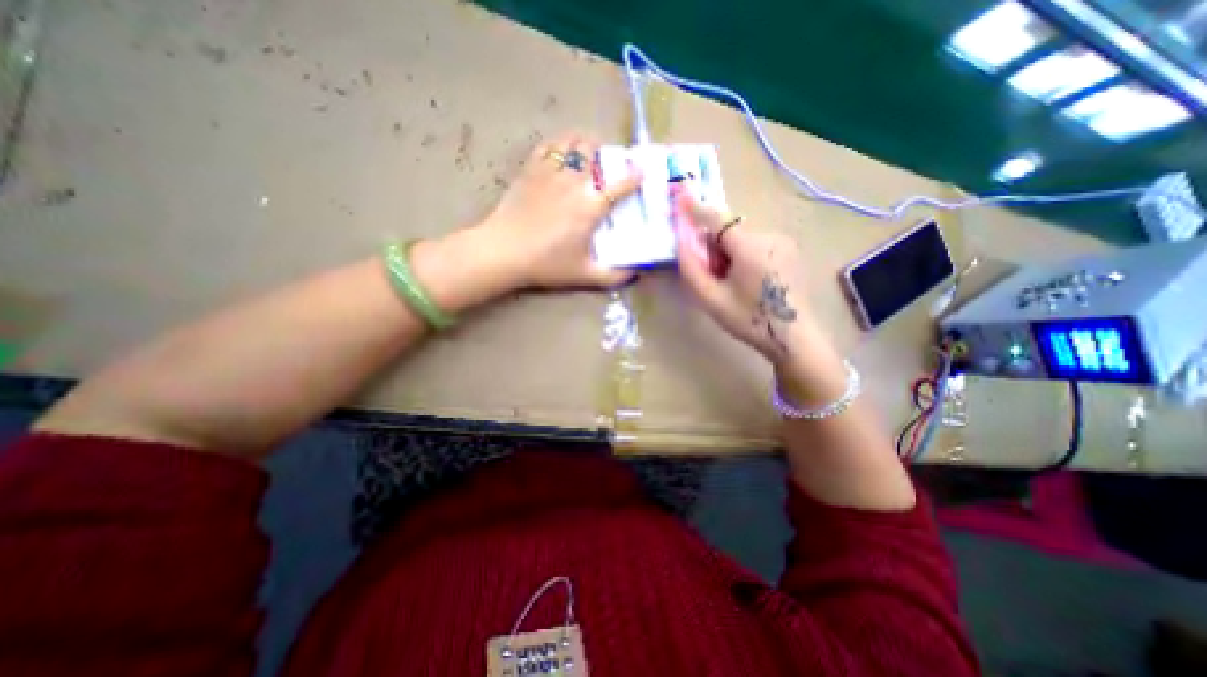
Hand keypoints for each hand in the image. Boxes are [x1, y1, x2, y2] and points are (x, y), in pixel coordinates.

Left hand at [473, 131, 639, 289]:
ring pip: (569, 142)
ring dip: (581, 142)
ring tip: (585, 149)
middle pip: (592, 150)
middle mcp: (573, 183)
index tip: (641, 172)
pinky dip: (557, 144)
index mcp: (590, 207)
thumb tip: (634, 274)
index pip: (620, 184)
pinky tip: (559, 152)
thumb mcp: (584, 275)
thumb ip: (612, 276)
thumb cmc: (546, 264)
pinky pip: (546, 146)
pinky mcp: (529, 171)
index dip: (634, 176)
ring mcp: (549, 173)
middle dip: (603, 150)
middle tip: (606, 159)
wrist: (504, 252)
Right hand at [675, 188, 814, 361]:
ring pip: (743, 238)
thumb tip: (681, 240)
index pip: (716, 219)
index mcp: (750, 247)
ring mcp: (784, 242)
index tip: (679, 192)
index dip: (695, 208)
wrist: (795, 339)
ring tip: (731, 282)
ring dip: (729, 252)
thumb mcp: (712, 299)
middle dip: (713, 245)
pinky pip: (758, 244)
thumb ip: (691, 268)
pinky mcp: (791, 251)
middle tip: (710, 273)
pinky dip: (744, 255)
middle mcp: (770, 236)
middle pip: (729, 231)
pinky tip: (749, 281)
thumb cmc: (750, 321)